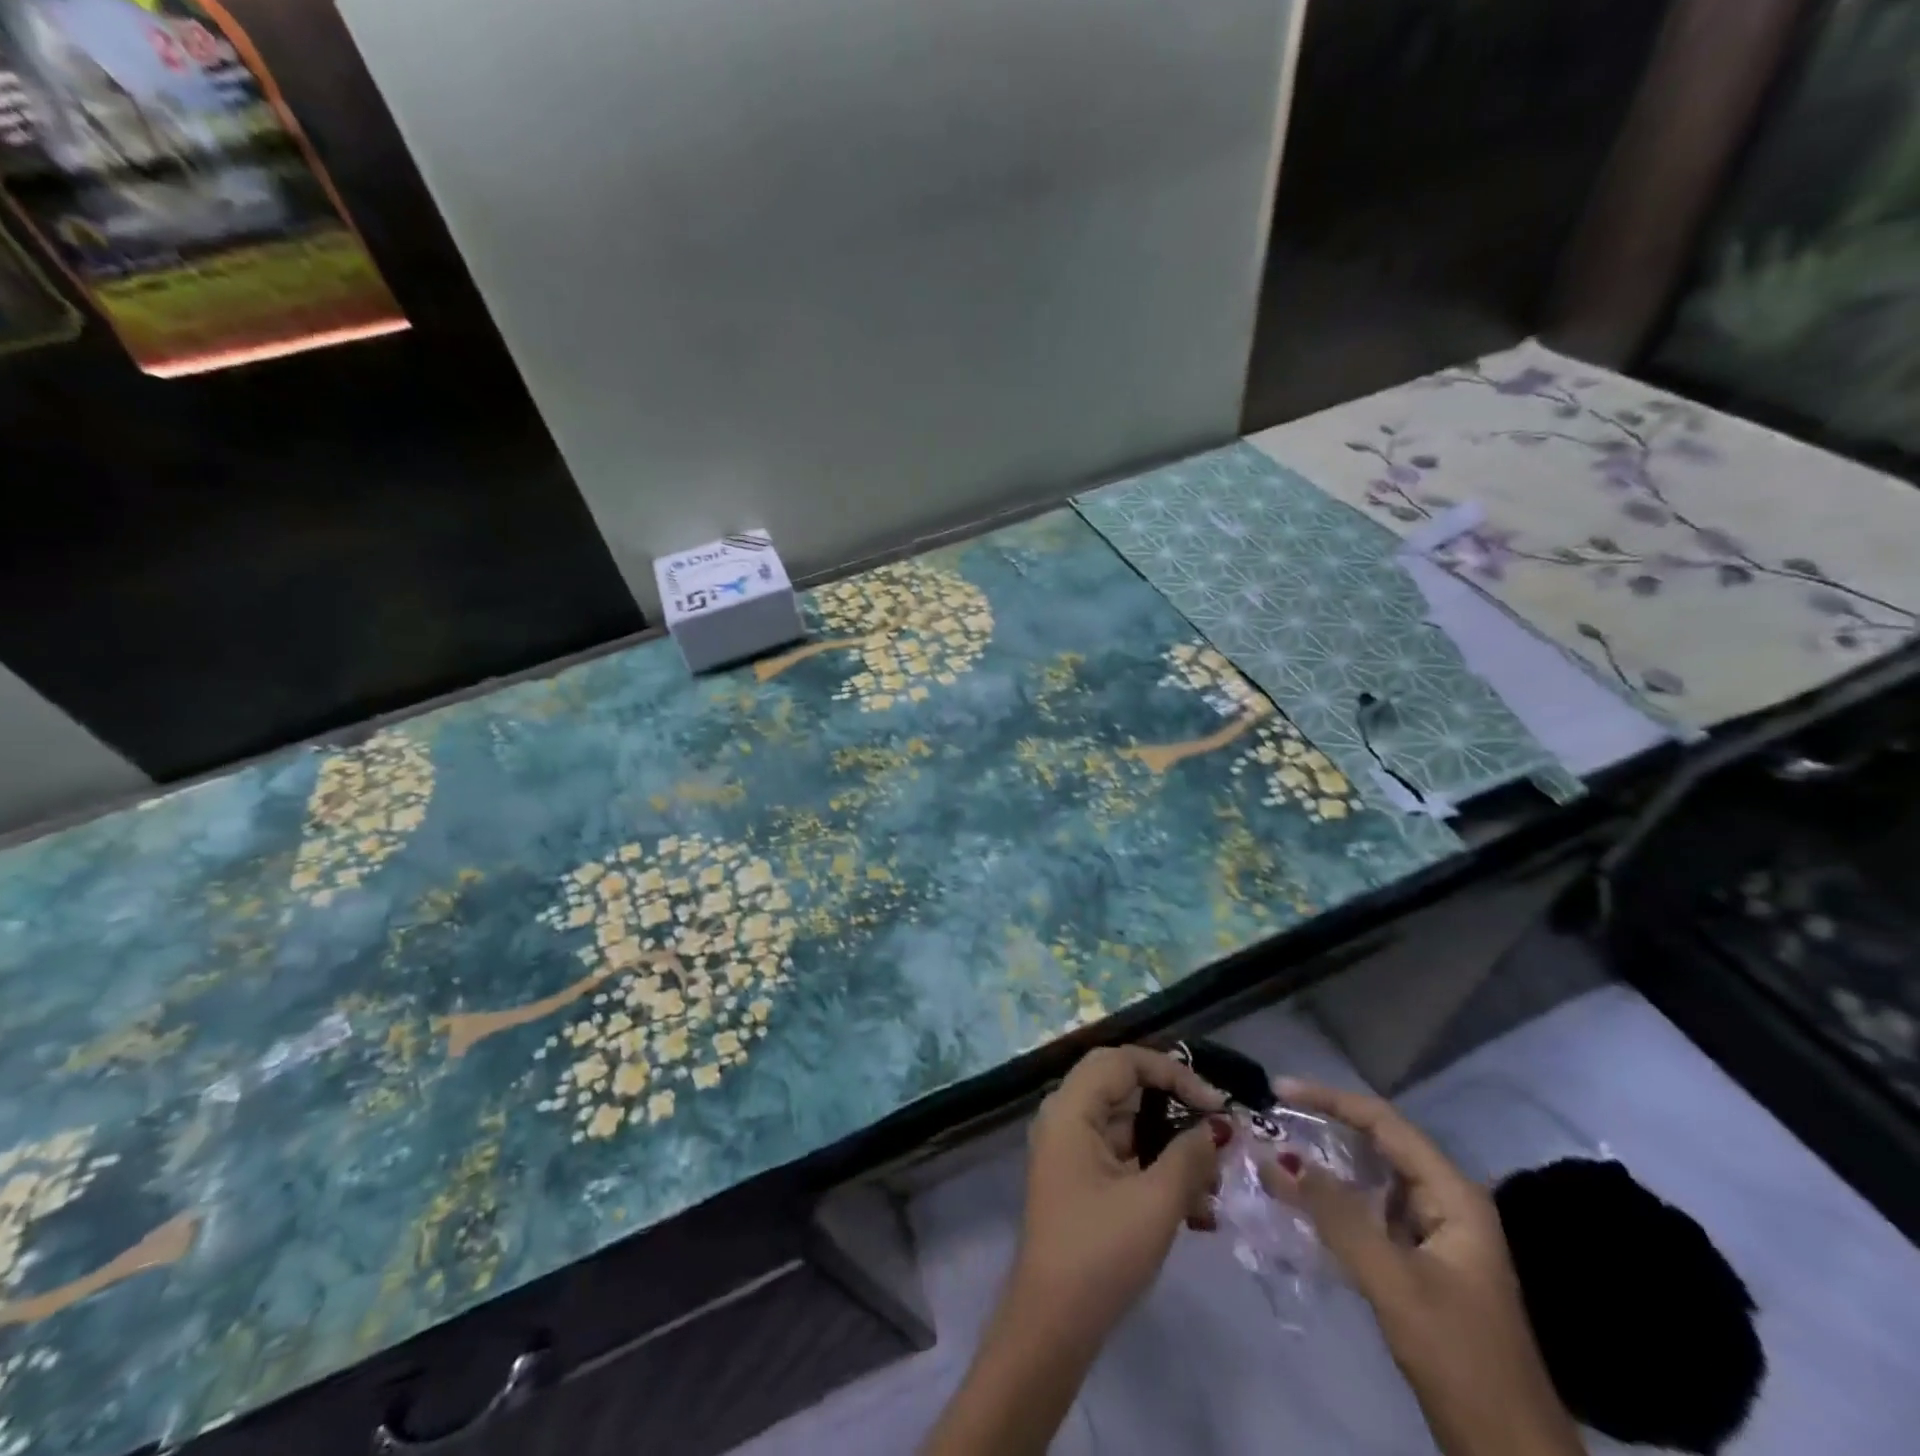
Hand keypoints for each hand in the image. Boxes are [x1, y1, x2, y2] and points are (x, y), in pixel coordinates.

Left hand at [1010, 1045, 1229, 1352]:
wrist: (1053, 1325)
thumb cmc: (1101, 1252)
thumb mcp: (1155, 1203)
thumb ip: (1189, 1156)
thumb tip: (1217, 1129)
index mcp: (1071, 1108)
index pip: (1123, 1060)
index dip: (1172, 1072)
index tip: (1216, 1104)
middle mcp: (1065, 1117)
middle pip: (1125, 1086)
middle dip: (1174, 1104)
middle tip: (1215, 1125)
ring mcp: (1071, 1150)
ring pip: (1128, 1125)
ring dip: (1172, 1146)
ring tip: (1216, 1182)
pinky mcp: (1081, 1180)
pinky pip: (1123, 1157)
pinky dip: (1158, 1171)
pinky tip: (1199, 1211)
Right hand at [1263, 1080, 1584, 1455]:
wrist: (1511, 1453)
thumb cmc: (1459, 1356)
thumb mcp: (1394, 1283)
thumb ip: (1337, 1216)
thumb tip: (1280, 1158)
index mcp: (1452, 1195)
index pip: (1384, 1123)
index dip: (1330, 1099)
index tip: (1278, 1091)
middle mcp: (1446, 1202)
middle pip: (1378, 1144)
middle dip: (1324, 1127)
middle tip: (1271, 1119)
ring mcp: (1435, 1233)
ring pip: (1372, 1179)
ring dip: (1325, 1165)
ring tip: (1276, 1154)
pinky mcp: (1421, 1262)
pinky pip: (1370, 1212)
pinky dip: (1334, 1201)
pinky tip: (1301, 1203)